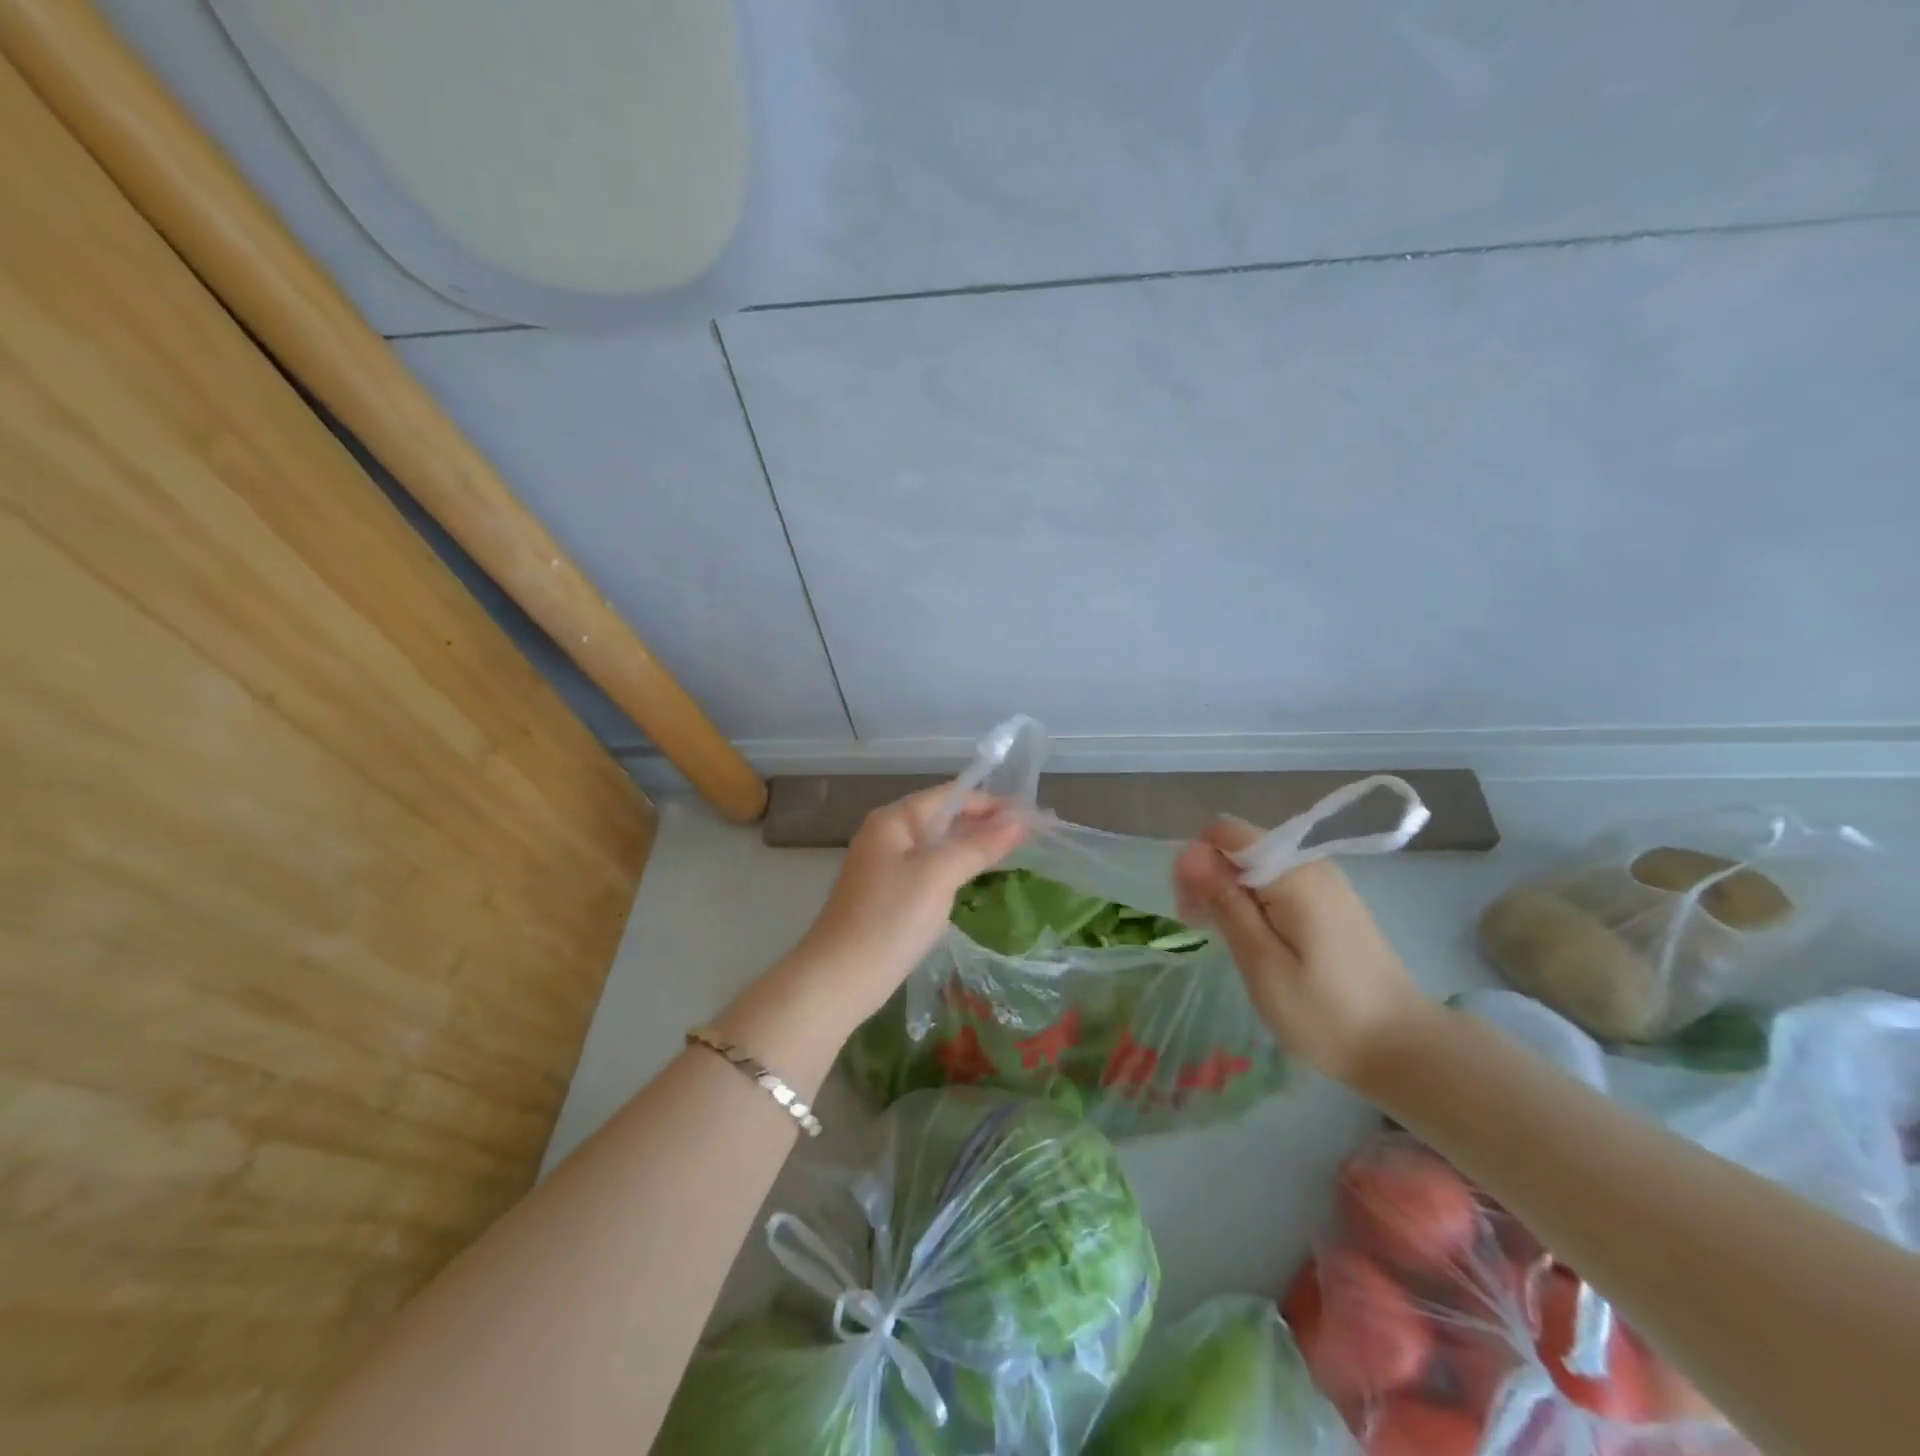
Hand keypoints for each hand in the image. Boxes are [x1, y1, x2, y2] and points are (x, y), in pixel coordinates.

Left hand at [792, 785, 1028, 1014]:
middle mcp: (886, 834)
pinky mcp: (887, 894)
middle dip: (984, 823)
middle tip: (1029, 835)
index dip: (991, 802)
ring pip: (937, 845)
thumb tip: (1020, 822)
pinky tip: (975, 879)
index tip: (1031, 815)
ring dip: (971, 845)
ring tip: (1012, 853)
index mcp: (894, 820)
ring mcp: (884, 865)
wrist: (839, 979)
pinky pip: (929, 869)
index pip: (950, 795)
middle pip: (943, 817)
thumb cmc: (890, 919)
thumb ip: (979, 845)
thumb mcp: (939, 876)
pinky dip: (955, 868)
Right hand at [1172, 817, 1427, 1084]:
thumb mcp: (1261, 962)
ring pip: (1256, 865)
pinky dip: (1256, 903)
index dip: (1197, 862)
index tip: (1192, 911)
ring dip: (1231, 893)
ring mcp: (1325, 882)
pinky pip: (1278, 883)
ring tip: (1229, 941)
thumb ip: (1224, 902)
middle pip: (1240, 846)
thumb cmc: (1325, 1014)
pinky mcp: (1331, 902)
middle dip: (1211, 878)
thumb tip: (1188, 852)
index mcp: (1293, 873)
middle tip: (1205, 931)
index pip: (1225, 832)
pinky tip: (1256, 941)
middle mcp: (1311, 864)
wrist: (1405, 1050)